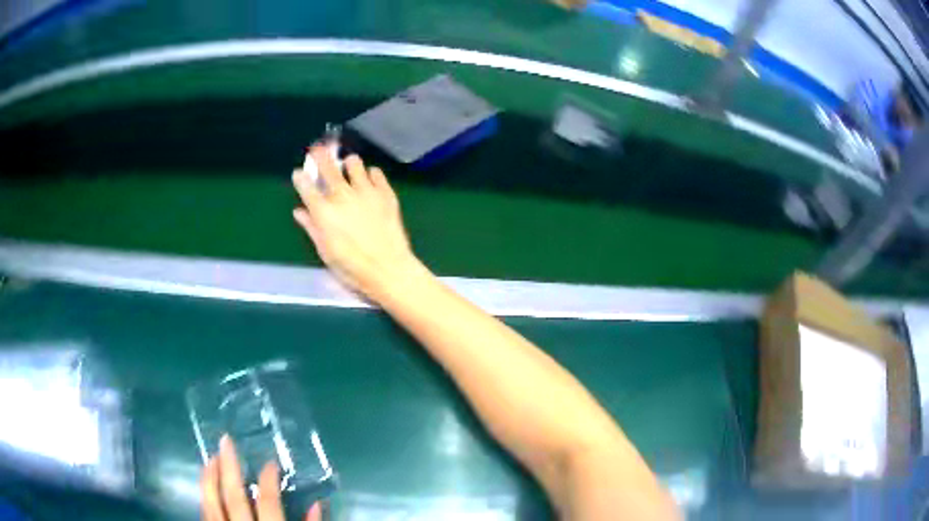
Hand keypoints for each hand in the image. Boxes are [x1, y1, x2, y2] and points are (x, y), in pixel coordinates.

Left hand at [201, 435, 320, 520]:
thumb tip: (318, 505)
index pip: (266, 502)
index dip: (268, 480)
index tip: (270, 462)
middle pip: (232, 497)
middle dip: (228, 467)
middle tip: (225, 441)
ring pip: (210, 503)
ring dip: (209, 479)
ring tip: (210, 457)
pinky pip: (205, 515)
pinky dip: (205, 497)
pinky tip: (206, 486)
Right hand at [292, 146, 421, 300]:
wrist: (388, 268)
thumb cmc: (352, 267)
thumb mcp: (325, 252)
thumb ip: (311, 227)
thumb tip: (299, 211)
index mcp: (323, 211)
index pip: (306, 187)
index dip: (300, 177)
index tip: (299, 173)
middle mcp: (342, 195)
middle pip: (328, 167)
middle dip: (320, 156)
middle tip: (318, 149)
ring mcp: (365, 191)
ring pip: (354, 164)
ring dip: (348, 163)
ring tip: (348, 165)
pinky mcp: (385, 193)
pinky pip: (376, 173)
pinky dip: (371, 173)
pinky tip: (370, 178)